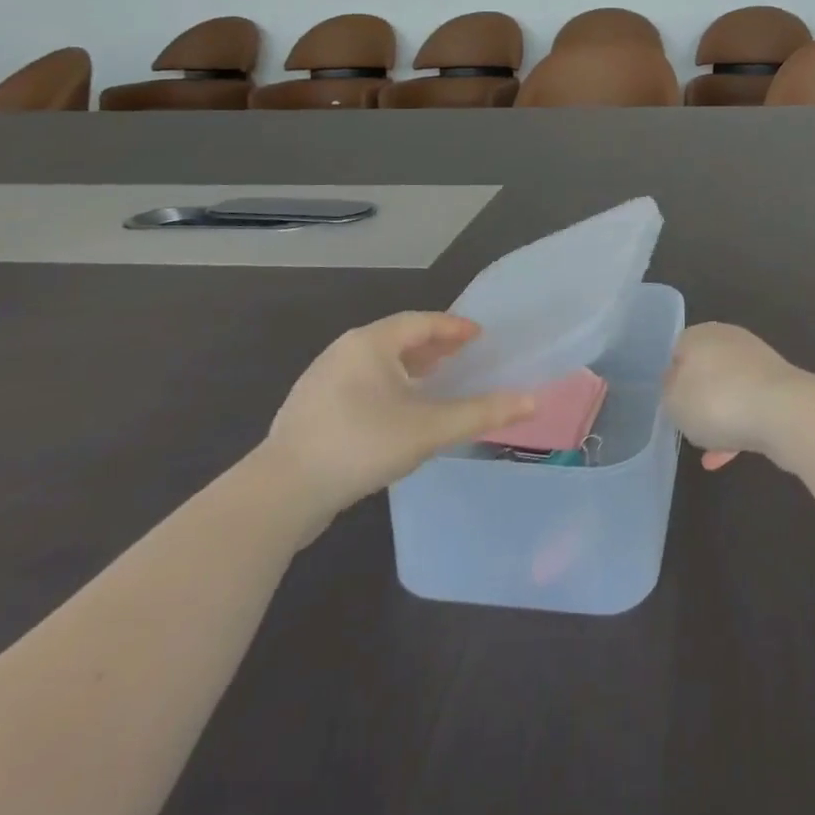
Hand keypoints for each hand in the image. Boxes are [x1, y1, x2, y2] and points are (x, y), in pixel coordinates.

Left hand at [257, 312, 534, 539]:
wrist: (281, 492)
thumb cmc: (361, 445)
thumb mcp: (429, 429)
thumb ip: (481, 413)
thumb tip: (533, 402)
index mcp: (370, 343)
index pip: (422, 322)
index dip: (453, 327)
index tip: (479, 336)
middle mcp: (344, 351)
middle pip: (398, 339)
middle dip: (432, 346)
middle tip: (462, 356)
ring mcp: (322, 380)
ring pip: (376, 363)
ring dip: (409, 368)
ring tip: (435, 382)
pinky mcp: (310, 409)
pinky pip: (360, 384)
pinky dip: (387, 387)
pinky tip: (397, 413)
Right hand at [663, 322, 812, 471]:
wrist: (784, 413)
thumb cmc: (717, 401)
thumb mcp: (673, 400)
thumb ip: (669, 391)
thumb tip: (676, 383)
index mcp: (700, 335)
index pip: (678, 350)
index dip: (672, 379)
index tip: (672, 405)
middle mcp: (729, 340)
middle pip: (705, 371)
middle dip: (698, 399)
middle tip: (690, 426)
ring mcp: (758, 363)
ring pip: (728, 391)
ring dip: (719, 418)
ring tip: (709, 452)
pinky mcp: (779, 387)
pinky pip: (750, 408)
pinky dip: (738, 429)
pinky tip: (726, 458)